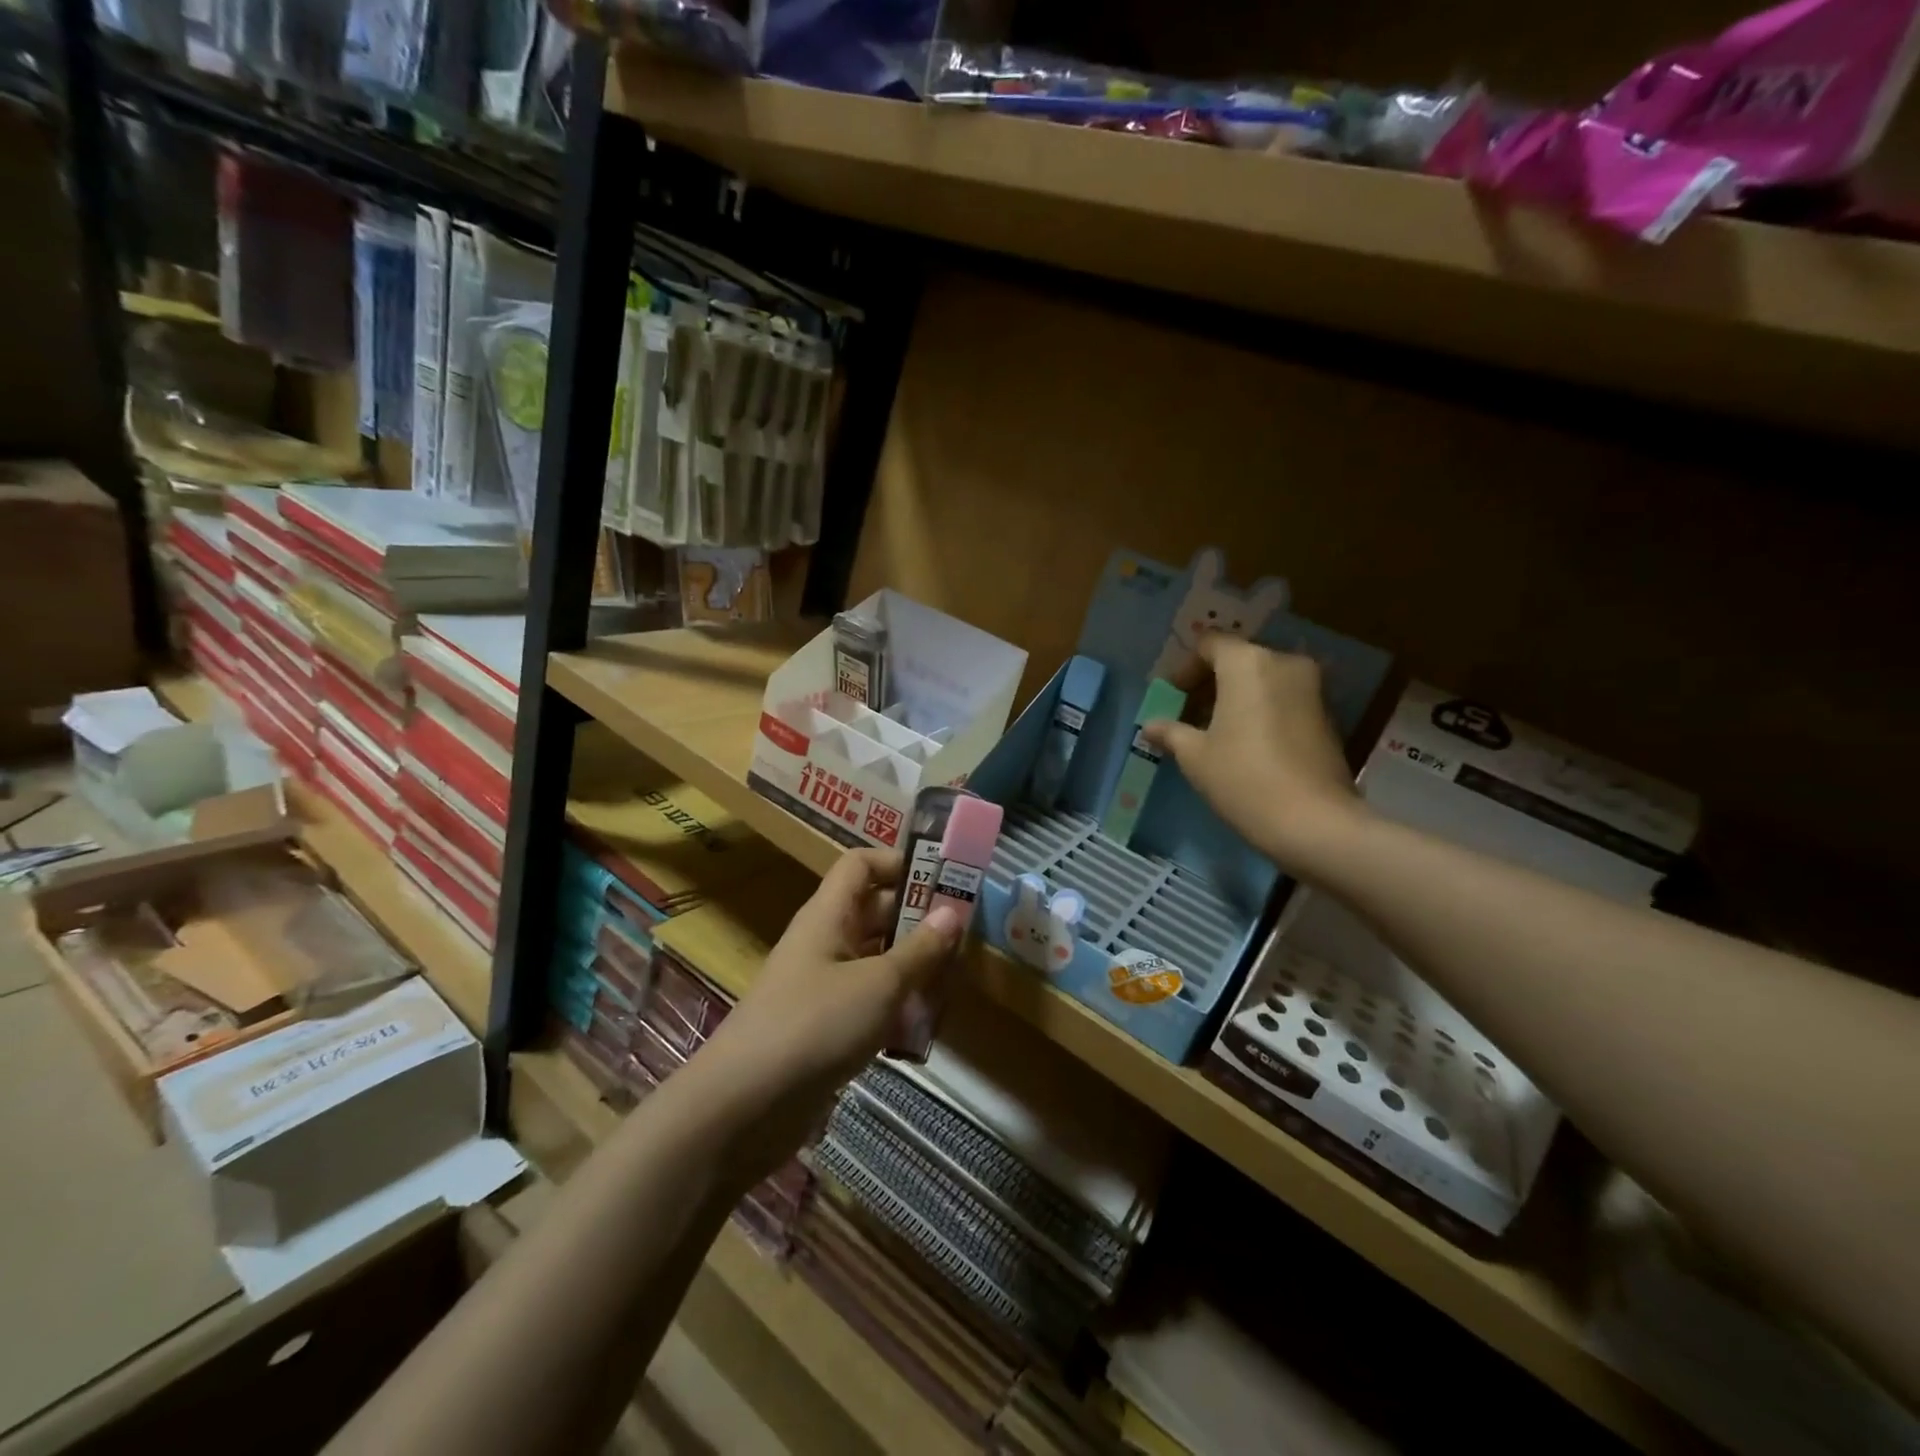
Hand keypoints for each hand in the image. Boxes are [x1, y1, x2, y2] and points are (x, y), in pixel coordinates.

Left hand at [694, 848, 963, 1180]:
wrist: (743, 1106)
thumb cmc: (814, 1025)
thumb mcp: (878, 984)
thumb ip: (919, 950)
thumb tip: (951, 912)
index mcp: (828, 916)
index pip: (860, 865)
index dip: (898, 863)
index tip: (942, 880)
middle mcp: (823, 943)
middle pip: (874, 914)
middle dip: (918, 922)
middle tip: (965, 937)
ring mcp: (822, 987)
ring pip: (875, 962)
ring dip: (912, 970)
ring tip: (954, 984)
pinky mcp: (824, 1029)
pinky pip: (867, 1004)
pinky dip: (895, 1010)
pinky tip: (924, 1031)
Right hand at [1142, 635, 1364, 868]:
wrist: (1314, 822)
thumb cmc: (1243, 778)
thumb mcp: (1195, 756)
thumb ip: (1171, 732)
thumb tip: (1151, 726)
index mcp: (1247, 663)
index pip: (1209, 645)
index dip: (1185, 668)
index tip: (1172, 697)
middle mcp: (1283, 663)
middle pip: (1238, 660)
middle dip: (1211, 684)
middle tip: (1189, 715)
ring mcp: (1312, 688)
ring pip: (1263, 680)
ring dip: (1237, 698)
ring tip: (1215, 733)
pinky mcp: (1327, 715)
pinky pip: (1284, 700)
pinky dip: (1262, 711)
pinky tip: (1246, 744)